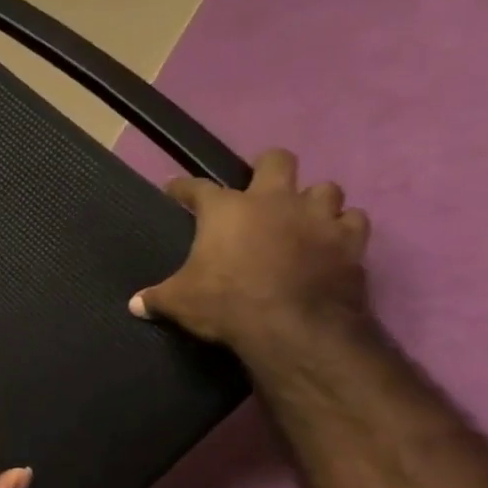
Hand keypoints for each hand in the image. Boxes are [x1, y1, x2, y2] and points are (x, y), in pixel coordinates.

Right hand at [129, 148, 370, 352]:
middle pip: (277, 160)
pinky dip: (342, 228)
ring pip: (325, 188)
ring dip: (312, 201)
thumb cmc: (225, 303)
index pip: (197, 187)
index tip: (175, 190)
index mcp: (226, 210)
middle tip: (259, 190)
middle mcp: (273, 201)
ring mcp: (317, 217)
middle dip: (268, 169)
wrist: (292, 326)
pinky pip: (353, 221)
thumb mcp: (179, 302)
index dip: (183, 188)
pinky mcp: (350, 241)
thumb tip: (135, 305)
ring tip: (301, 218)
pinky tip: (332, 239)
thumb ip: (157, 298)